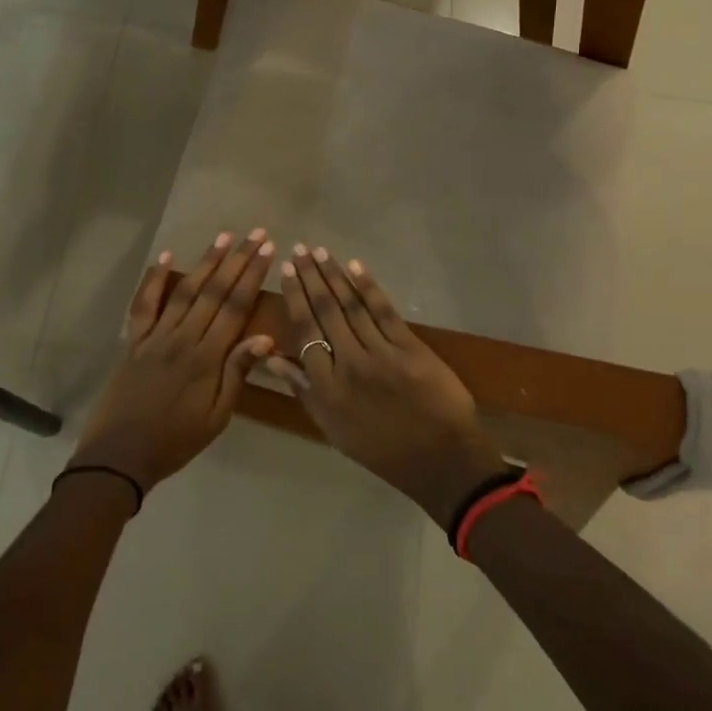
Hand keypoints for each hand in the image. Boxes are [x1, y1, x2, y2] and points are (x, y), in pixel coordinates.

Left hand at [69, 229, 277, 496]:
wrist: (118, 456)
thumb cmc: (175, 441)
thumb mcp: (216, 417)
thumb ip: (237, 374)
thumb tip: (265, 338)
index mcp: (206, 358)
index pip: (235, 307)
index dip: (252, 276)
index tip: (267, 250)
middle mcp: (182, 338)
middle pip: (213, 291)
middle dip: (236, 260)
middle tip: (255, 233)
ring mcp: (154, 335)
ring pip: (184, 290)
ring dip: (205, 262)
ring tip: (223, 237)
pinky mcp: (133, 340)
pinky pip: (143, 304)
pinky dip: (153, 279)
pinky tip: (165, 257)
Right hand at [266, 246, 509, 523]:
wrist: (439, 461)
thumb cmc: (381, 450)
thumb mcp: (333, 429)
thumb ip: (303, 390)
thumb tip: (272, 358)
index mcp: (326, 386)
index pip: (304, 331)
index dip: (294, 297)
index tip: (287, 270)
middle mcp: (348, 364)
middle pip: (326, 311)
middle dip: (311, 277)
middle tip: (300, 249)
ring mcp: (380, 354)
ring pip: (351, 306)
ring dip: (334, 276)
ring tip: (320, 252)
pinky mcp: (410, 348)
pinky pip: (384, 312)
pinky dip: (368, 288)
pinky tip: (355, 267)